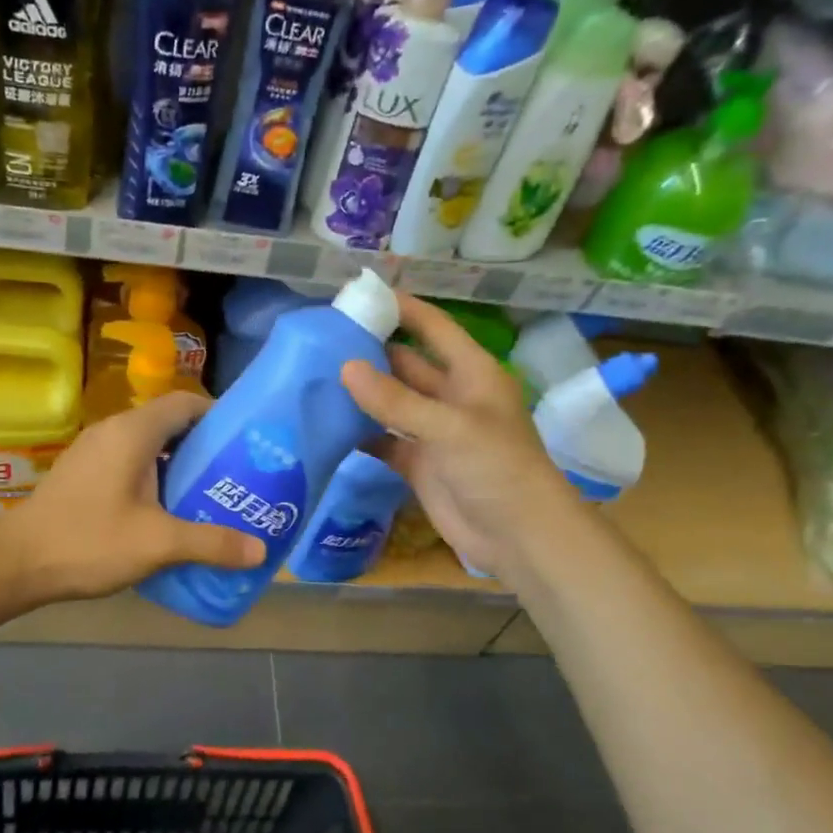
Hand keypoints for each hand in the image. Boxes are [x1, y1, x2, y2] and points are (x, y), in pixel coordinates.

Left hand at [0, 390, 265, 604]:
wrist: (15, 564)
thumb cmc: (88, 541)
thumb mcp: (158, 543)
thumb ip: (211, 543)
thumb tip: (260, 550)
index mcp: (132, 432)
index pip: (185, 403)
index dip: (219, 416)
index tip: (245, 443)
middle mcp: (112, 431)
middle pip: (169, 424)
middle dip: (204, 447)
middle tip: (236, 475)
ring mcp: (92, 452)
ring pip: (148, 447)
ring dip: (178, 466)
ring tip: (209, 495)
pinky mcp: (82, 474)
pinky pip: (129, 463)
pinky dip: (154, 478)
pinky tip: (167, 512)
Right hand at [341, 294, 576, 577]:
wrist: (518, 537)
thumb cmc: (497, 469)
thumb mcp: (450, 427)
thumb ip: (397, 400)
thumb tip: (345, 368)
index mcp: (472, 373)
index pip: (434, 328)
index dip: (402, 309)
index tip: (360, 295)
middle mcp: (451, 396)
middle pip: (406, 364)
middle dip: (370, 352)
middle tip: (321, 342)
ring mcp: (433, 432)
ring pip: (391, 403)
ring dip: (361, 393)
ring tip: (314, 378)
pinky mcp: (418, 464)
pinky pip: (383, 441)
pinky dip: (360, 434)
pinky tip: (326, 425)